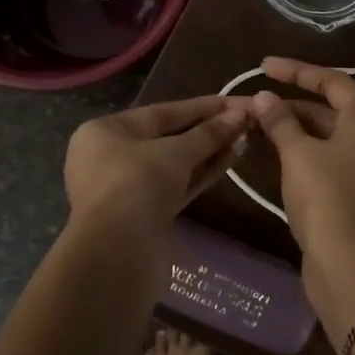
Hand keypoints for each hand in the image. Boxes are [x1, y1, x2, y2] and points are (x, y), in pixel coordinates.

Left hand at [63, 96, 250, 236]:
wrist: (116, 253)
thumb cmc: (136, 185)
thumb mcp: (175, 152)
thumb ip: (209, 133)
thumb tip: (241, 114)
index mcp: (107, 131)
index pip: (163, 111)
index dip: (204, 106)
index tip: (238, 102)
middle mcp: (113, 156)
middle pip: (169, 137)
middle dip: (208, 130)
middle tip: (247, 121)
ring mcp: (129, 188)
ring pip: (175, 164)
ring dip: (209, 152)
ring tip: (244, 139)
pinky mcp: (145, 215)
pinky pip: (177, 186)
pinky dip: (201, 174)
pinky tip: (230, 160)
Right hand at [249, 57, 354, 263]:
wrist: (351, 265)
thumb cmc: (326, 197)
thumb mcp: (298, 153)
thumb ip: (280, 120)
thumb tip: (264, 98)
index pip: (333, 81)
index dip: (296, 70)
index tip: (263, 66)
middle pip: (334, 109)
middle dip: (294, 105)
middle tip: (257, 104)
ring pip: (333, 138)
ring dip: (299, 130)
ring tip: (262, 128)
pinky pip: (336, 161)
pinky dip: (310, 154)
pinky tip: (282, 159)